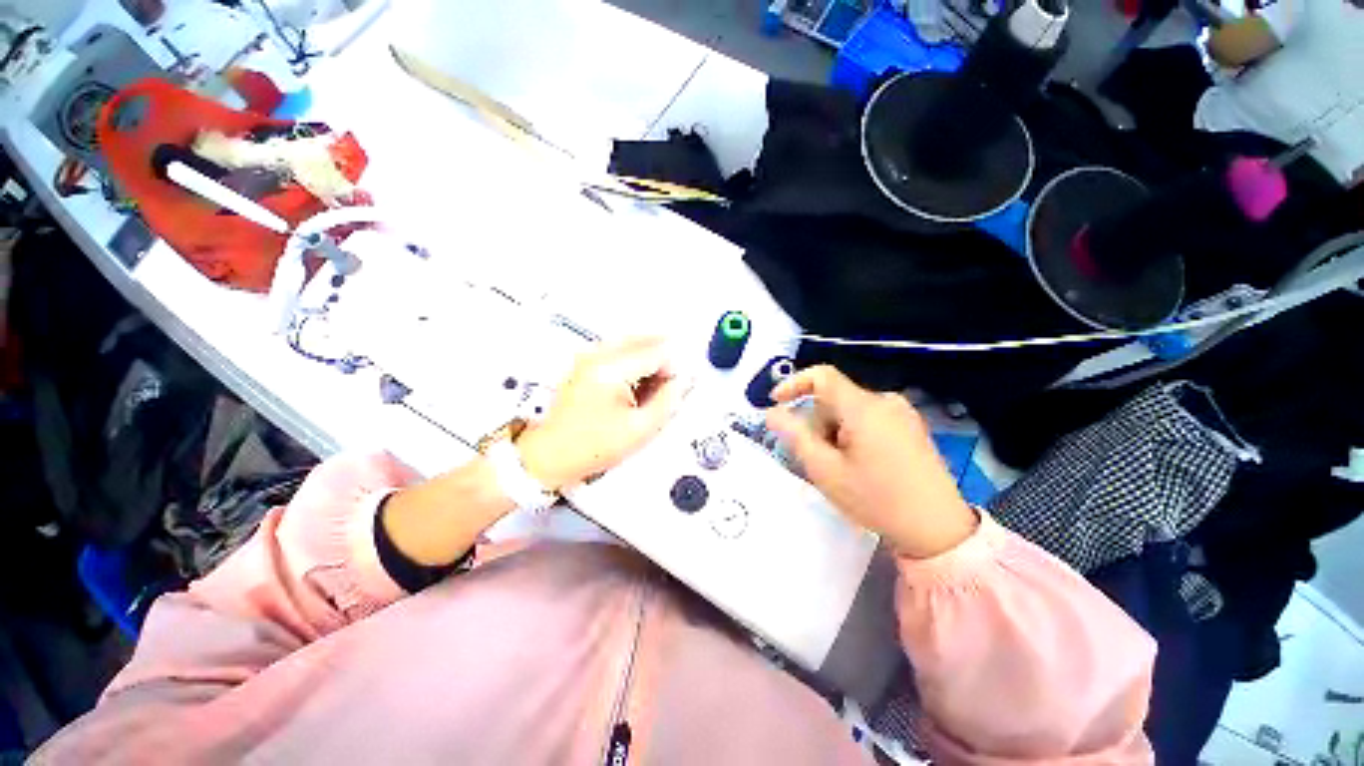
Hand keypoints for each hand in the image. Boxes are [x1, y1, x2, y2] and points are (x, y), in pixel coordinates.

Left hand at [518, 337, 689, 490]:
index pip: (656, 352)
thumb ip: (667, 401)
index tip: (683, 382)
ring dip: (649, 359)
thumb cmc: (590, 447)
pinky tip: (638, 384)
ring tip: (655, 386)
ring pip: (632, 343)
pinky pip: (619, 351)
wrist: (551, 455)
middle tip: (672, 382)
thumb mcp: (640, 430)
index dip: (675, 366)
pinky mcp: (585, 363)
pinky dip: (635, 362)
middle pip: (644, 341)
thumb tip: (681, 382)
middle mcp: (597, 355)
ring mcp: (588, 357)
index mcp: (610, 370)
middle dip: (663, 359)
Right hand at [765, 366, 977, 558]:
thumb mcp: (826, 470)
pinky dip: (852, 434)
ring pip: (849, 411)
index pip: (822, 376)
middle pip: (834, 398)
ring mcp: (902, 413)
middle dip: (816, 422)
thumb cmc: (877, 500)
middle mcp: (885, 401)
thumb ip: (795, 436)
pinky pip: (868, 419)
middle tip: (815, 458)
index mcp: (864, 407)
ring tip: (840, 468)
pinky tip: (860, 465)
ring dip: (834, 431)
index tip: (776, 403)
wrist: (939, 531)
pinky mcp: (911, 427)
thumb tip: (772, 413)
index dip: (794, 383)